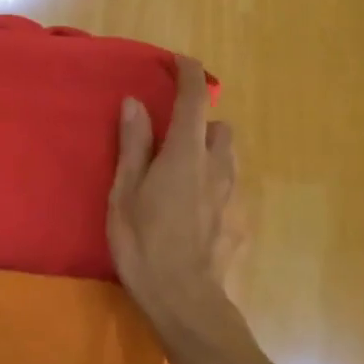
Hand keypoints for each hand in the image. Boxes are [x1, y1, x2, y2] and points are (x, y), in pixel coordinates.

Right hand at [107, 56, 239, 332]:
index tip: (179, 62)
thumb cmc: (144, 243)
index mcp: (186, 154)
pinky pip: (228, 189)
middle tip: (171, 142)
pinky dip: (213, 186)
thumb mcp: (125, 193)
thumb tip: (134, 103)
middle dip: (200, 125)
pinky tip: (193, 214)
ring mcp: (232, 196)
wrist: (186, 302)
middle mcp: (217, 167)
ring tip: (182, 177)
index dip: (189, 75)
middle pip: (218, 128)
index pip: (194, 100)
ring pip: (227, 158)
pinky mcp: (239, 223)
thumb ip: (134, 145)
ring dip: (209, 154)